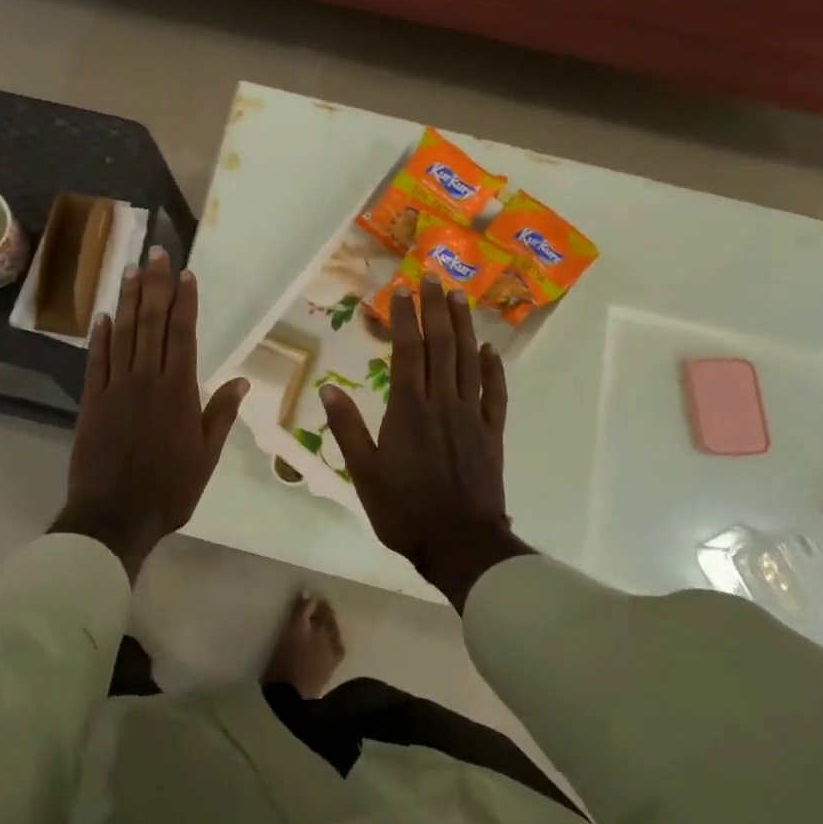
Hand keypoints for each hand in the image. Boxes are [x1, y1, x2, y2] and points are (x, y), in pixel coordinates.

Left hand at [53, 248, 247, 580]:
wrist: (113, 516)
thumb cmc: (168, 490)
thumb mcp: (205, 457)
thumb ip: (219, 415)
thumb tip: (242, 382)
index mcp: (178, 392)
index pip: (182, 334)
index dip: (184, 301)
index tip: (185, 274)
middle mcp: (146, 380)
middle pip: (151, 323)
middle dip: (155, 286)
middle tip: (156, 254)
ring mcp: (115, 388)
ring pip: (123, 334)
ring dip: (128, 300)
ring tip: (131, 271)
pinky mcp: (91, 401)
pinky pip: (96, 361)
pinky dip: (100, 336)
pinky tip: (103, 315)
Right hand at [319, 276, 532, 609]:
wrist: (460, 544)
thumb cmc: (404, 510)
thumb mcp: (363, 472)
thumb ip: (347, 428)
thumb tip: (328, 387)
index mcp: (408, 409)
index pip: (407, 351)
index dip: (406, 319)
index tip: (403, 291)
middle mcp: (441, 402)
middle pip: (441, 346)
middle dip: (436, 310)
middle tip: (434, 278)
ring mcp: (471, 416)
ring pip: (469, 361)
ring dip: (464, 327)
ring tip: (460, 297)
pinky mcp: (491, 433)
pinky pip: (494, 393)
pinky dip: (493, 368)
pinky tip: (490, 349)